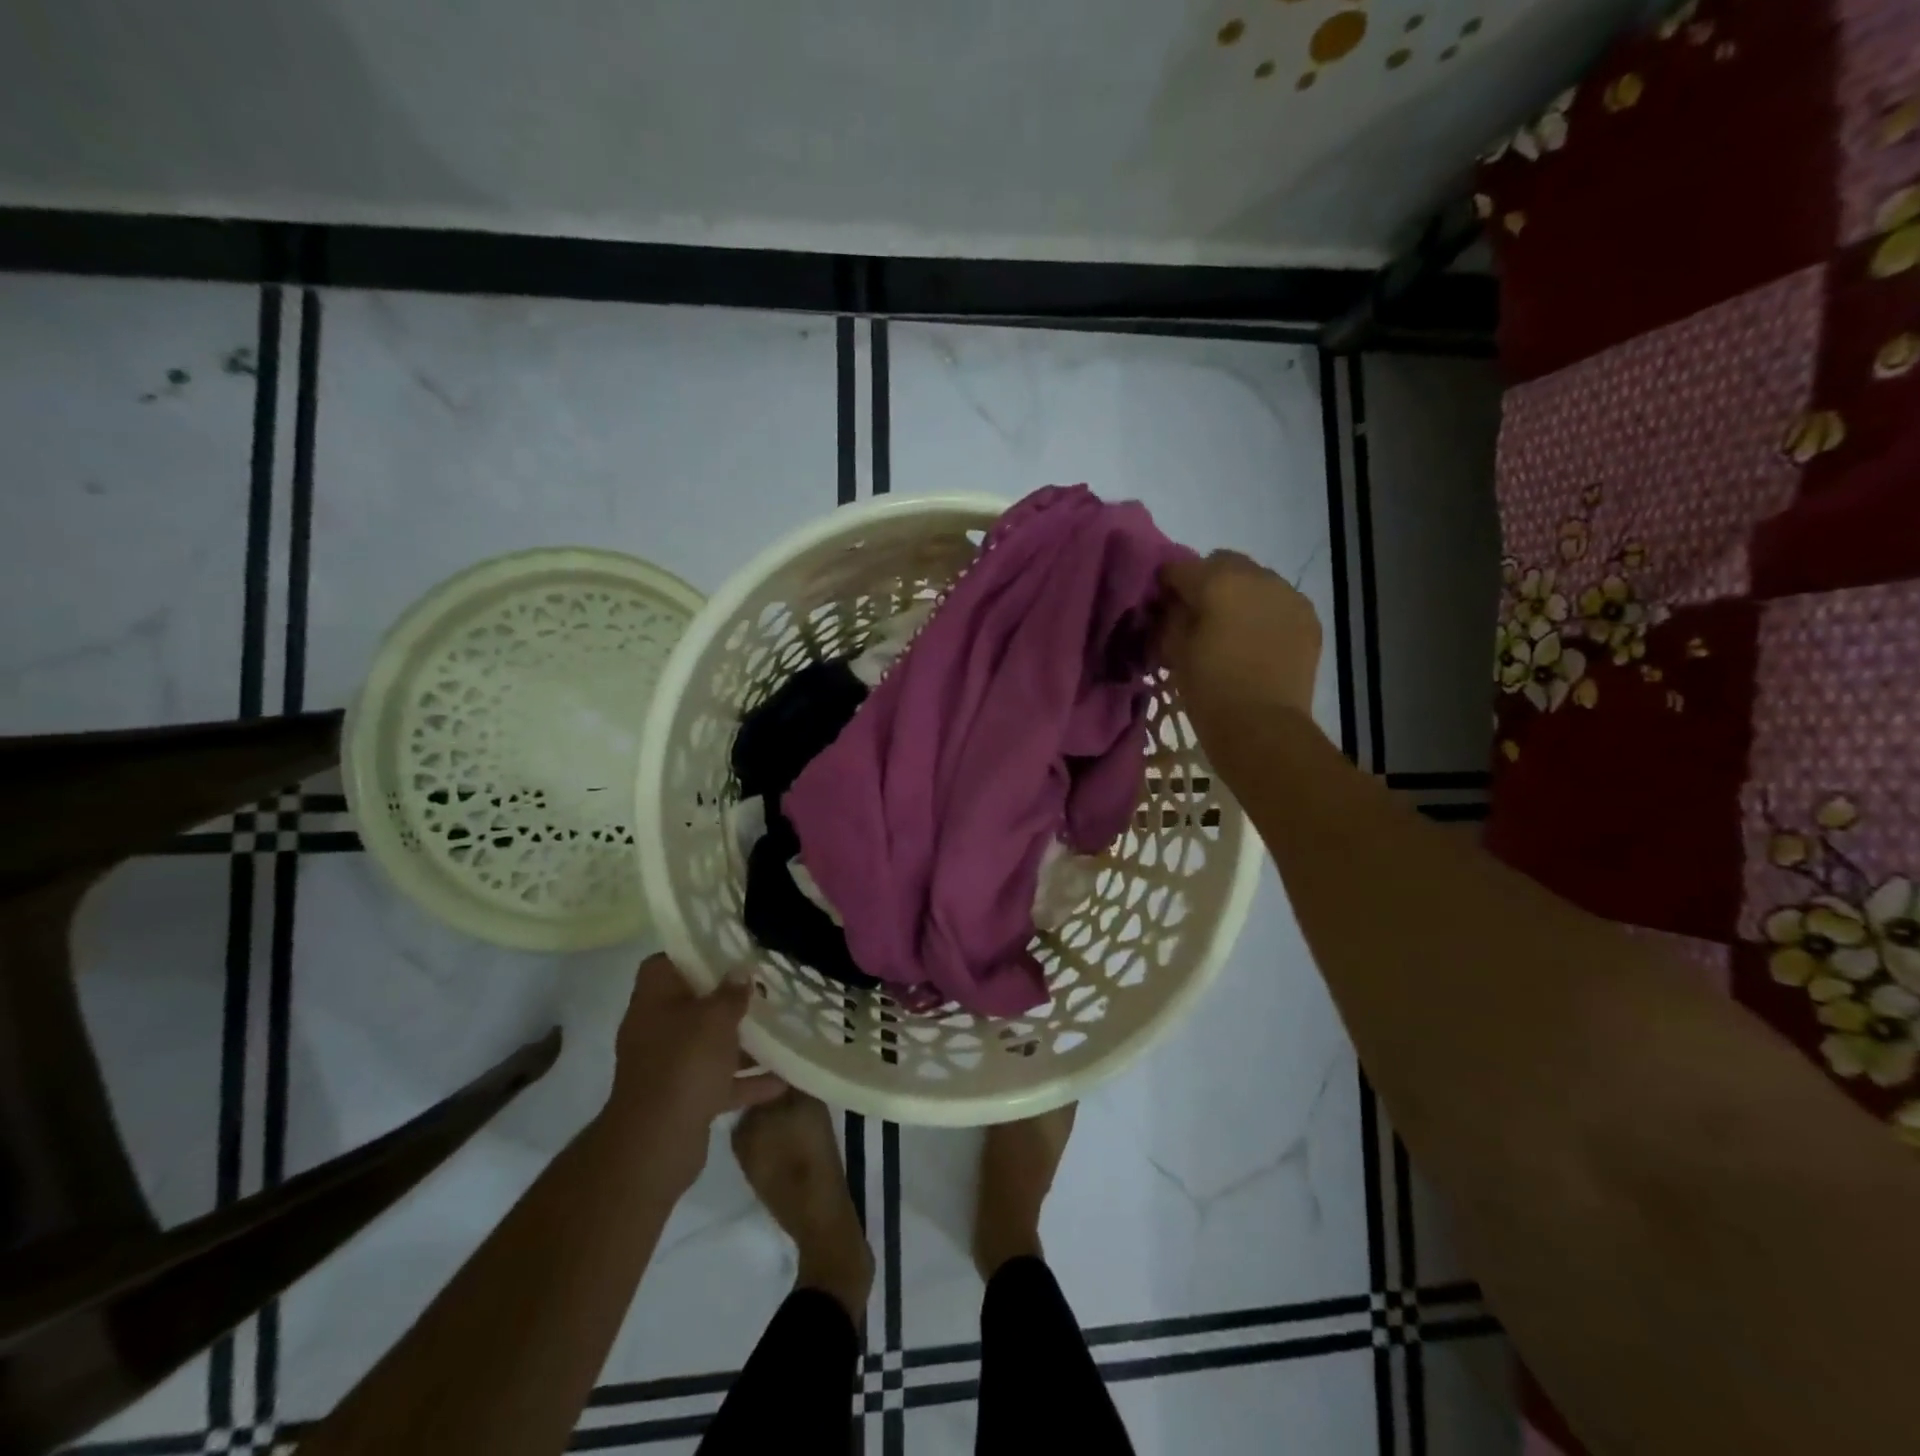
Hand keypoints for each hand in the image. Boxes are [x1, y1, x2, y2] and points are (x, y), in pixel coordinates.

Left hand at [605, 955, 786, 1188]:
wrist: (657, 1144)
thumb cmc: (684, 1064)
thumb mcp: (715, 1018)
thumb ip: (731, 992)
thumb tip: (741, 972)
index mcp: (654, 1000)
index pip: (665, 963)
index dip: (693, 953)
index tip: (728, 950)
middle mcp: (656, 1029)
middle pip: (692, 1003)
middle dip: (726, 997)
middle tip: (763, 986)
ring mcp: (669, 1066)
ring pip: (709, 1043)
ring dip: (741, 1039)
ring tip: (779, 1027)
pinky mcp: (684, 1098)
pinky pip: (720, 1080)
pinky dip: (747, 1079)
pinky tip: (783, 1078)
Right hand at [1160, 551, 1322, 727]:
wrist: (1262, 726)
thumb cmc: (1208, 688)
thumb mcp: (1173, 650)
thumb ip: (1169, 617)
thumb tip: (1171, 604)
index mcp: (1216, 580)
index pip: (1178, 567)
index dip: (1164, 584)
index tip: (1158, 604)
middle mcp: (1256, 576)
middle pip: (1222, 563)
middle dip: (1206, 582)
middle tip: (1196, 614)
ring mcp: (1288, 595)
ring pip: (1255, 580)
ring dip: (1238, 595)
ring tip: (1230, 627)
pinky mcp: (1308, 617)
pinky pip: (1279, 602)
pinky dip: (1264, 612)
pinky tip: (1256, 639)